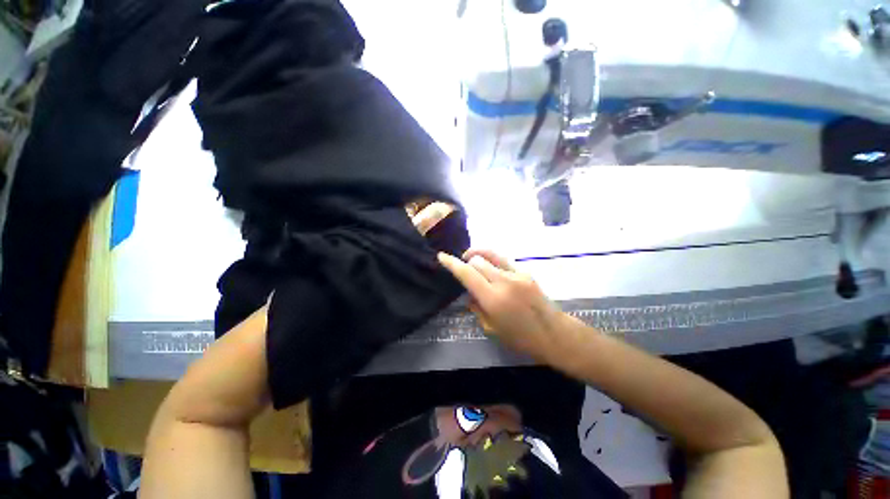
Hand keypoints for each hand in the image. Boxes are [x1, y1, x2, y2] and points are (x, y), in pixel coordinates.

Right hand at [437, 249, 571, 362]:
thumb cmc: (520, 337)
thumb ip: (477, 308)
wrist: (552, 333)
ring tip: (473, 260)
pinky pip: (503, 260)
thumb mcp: (492, 329)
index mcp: (493, 299)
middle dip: (466, 261)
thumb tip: (469, 294)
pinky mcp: (525, 272)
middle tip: (464, 268)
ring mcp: (517, 274)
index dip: (452, 264)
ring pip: (491, 254)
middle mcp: (504, 282)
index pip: (467, 274)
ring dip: (478, 254)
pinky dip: (492, 260)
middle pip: (478, 260)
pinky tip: (492, 269)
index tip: (441, 256)